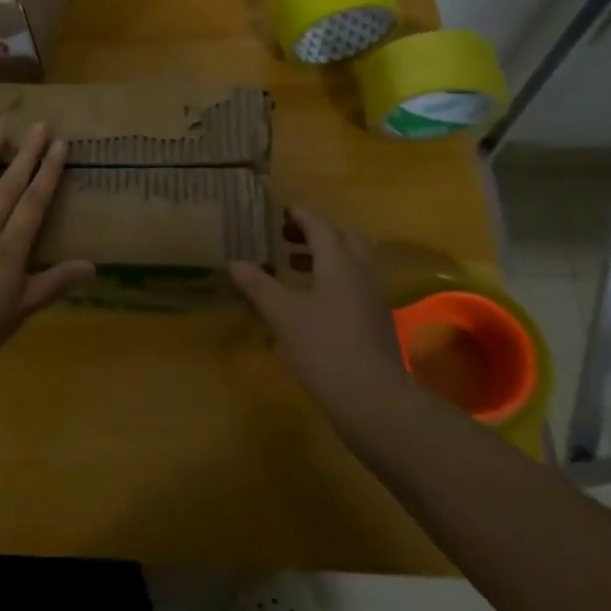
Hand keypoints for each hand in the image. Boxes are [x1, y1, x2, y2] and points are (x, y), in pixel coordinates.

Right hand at [229, 206, 408, 426]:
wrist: (374, 400)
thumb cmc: (324, 349)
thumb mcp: (283, 315)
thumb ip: (259, 286)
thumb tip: (234, 262)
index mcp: (340, 263)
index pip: (321, 226)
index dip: (301, 215)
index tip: (282, 210)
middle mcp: (361, 273)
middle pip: (344, 238)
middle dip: (316, 232)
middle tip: (288, 235)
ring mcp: (373, 298)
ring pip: (352, 262)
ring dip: (325, 255)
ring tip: (294, 263)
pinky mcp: (376, 321)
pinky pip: (354, 284)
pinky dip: (333, 278)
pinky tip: (311, 299)